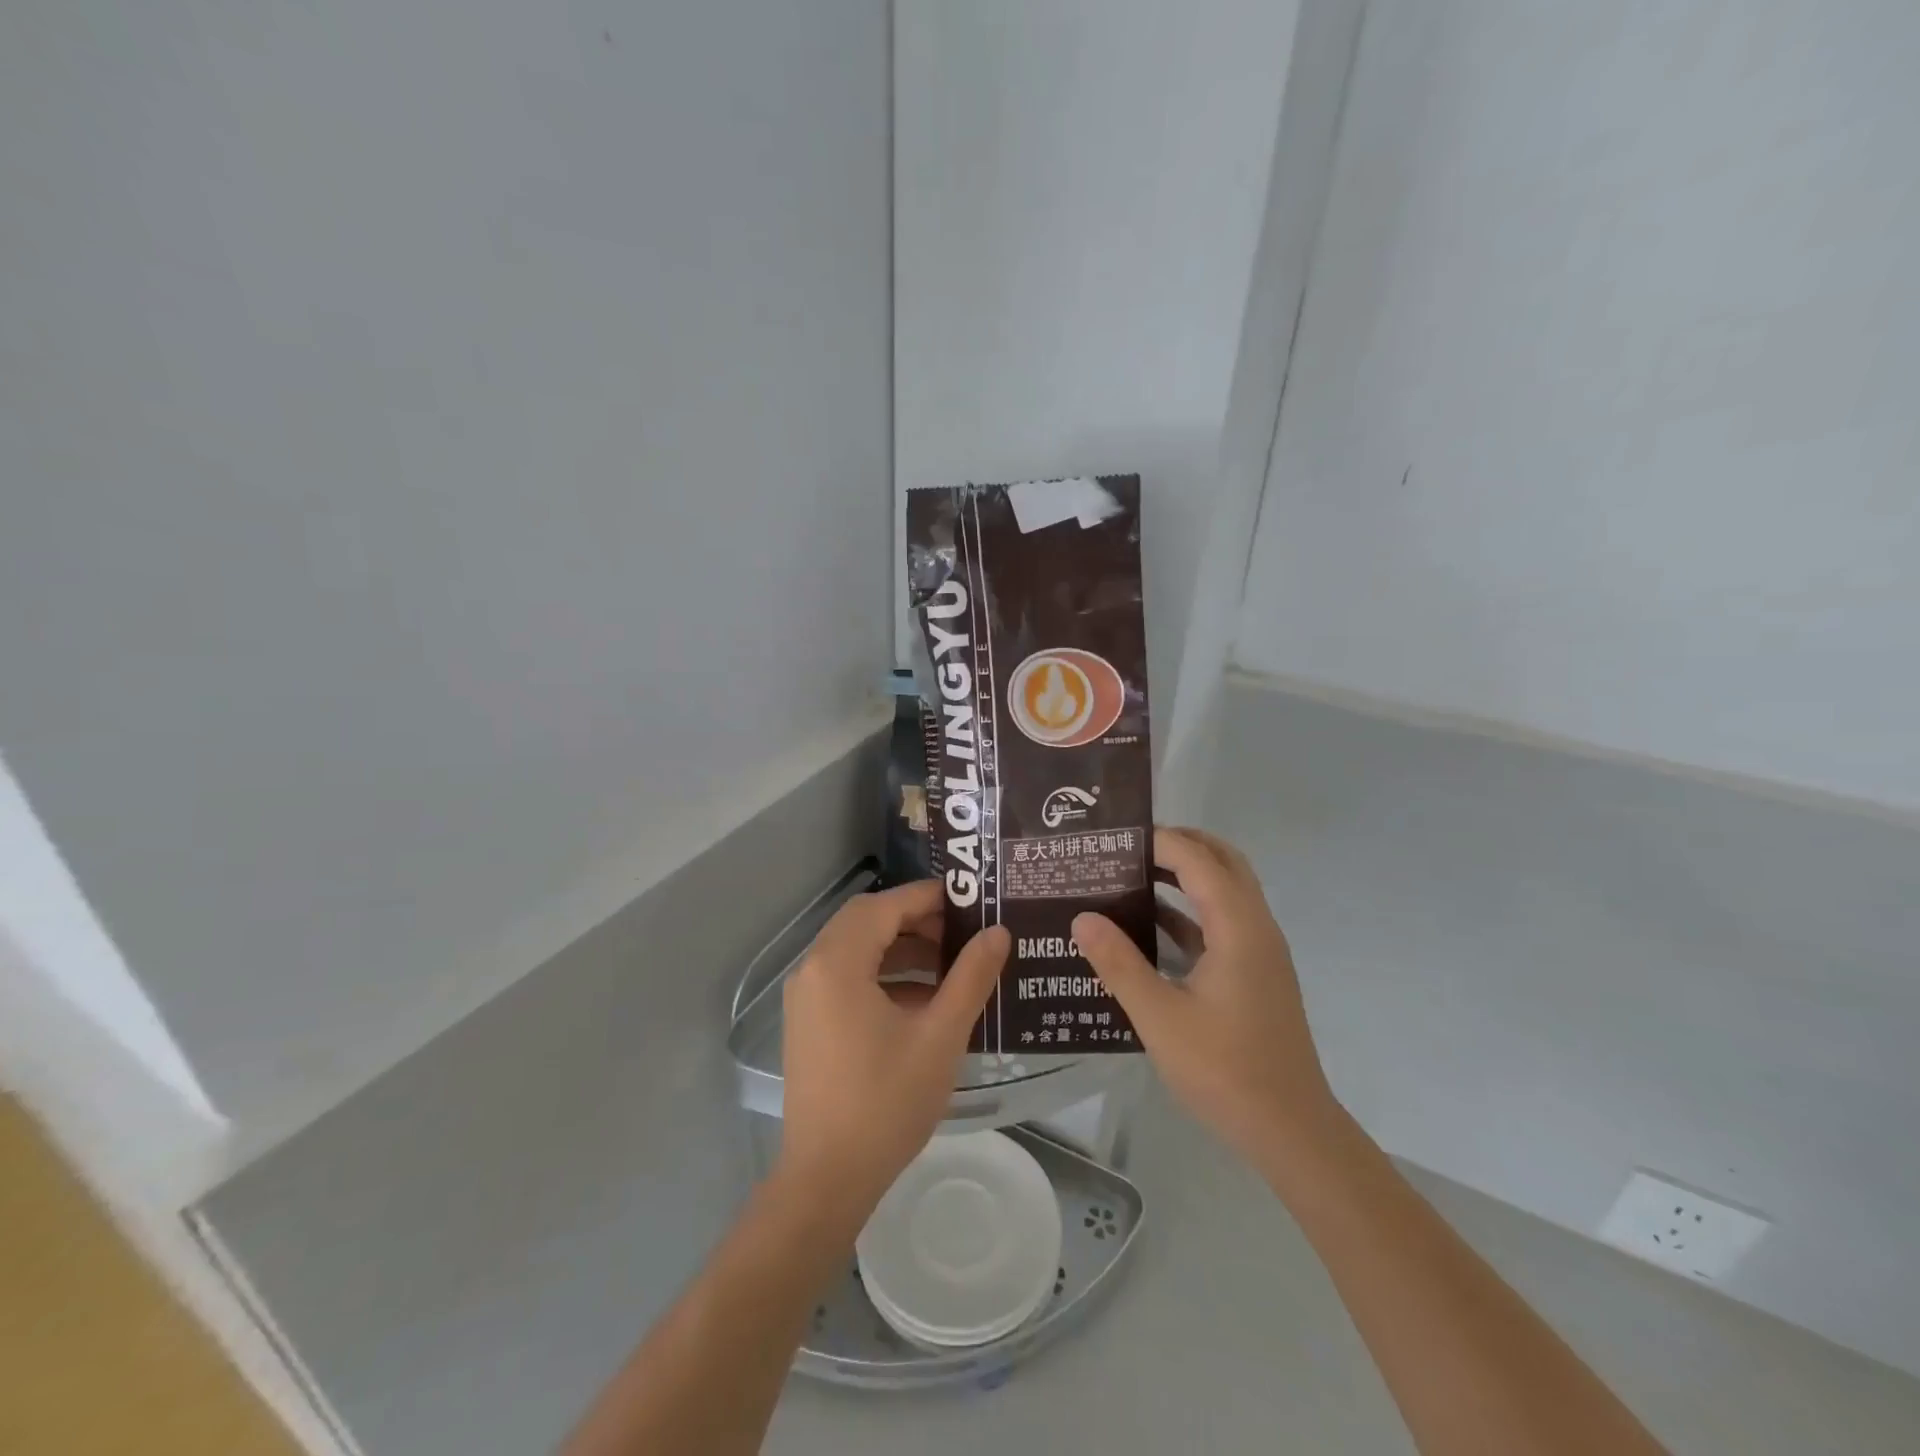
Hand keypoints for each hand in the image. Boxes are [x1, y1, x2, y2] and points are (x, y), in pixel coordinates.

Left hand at [778, 880, 1009, 1218]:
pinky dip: (884, 975)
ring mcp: (805, 997)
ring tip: (951, 964)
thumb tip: (998, 933)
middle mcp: (812, 969)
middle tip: (962, 931)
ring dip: (901, 948)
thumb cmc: (886, 1103)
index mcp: (837, 964)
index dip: (927, 897)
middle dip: (916, 920)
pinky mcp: (809, 1021)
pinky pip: (847, 977)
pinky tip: (924, 999)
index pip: (885, 906)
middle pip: (866, 921)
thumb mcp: (940, 1036)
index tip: (970, 899)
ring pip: (856, 949)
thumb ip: (970, 977)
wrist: (827, 1180)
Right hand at [1073, 827, 1337, 1170]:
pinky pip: (1222, 923)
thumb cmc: (1225, 1070)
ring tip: (1131, 875)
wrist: (1290, 1131)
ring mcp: (1260, 952)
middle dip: (1178, 845)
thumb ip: (1119, 964)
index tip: (1114, 838)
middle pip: (1222, 862)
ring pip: (1225, 891)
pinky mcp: (1256, 974)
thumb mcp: (1159, 1017)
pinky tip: (1150, 928)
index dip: (1159, 841)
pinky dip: (1190, 911)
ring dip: (1185, 875)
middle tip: (1127, 848)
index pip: (1198, 859)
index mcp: (1239, 928)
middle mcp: (1256, 927)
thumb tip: (1082, 917)